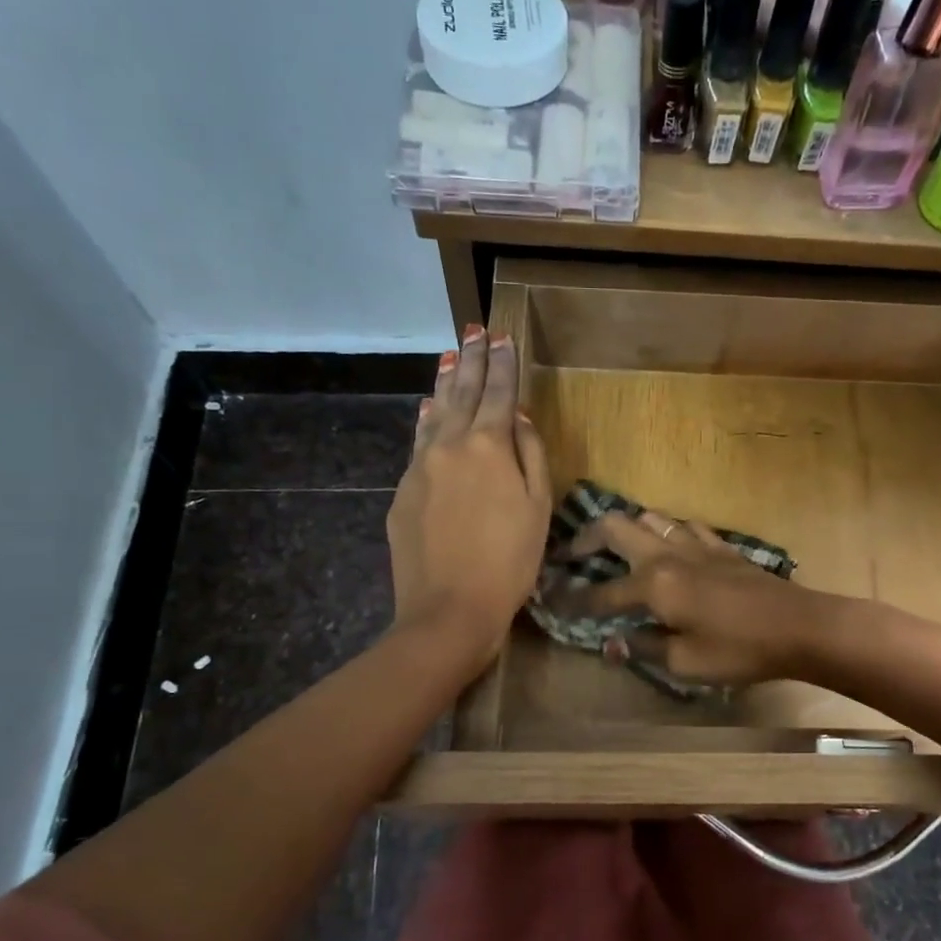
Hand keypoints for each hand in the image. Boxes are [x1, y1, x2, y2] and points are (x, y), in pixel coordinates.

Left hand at [387, 325, 550, 670]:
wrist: (449, 610)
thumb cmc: (510, 563)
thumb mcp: (537, 509)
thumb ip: (531, 456)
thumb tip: (520, 418)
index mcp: (488, 447)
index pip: (498, 394)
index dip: (503, 364)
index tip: (503, 336)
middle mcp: (450, 445)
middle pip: (462, 393)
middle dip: (471, 360)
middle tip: (474, 330)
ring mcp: (420, 467)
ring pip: (435, 414)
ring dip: (445, 383)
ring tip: (450, 356)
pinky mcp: (403, 493)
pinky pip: (418, 445)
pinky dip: (427, 422)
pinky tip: (429, 410)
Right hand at [557, 509, 833, 686]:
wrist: (798, 626)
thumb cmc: (739, 650)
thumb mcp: (686, 662)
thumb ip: (644, 647)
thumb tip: (612, 643)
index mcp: (653, 584)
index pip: (601, 593)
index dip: (573, 601)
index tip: (549, 601)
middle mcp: (667, 555)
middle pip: (616, 527)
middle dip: (586, 538)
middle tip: (570, 555)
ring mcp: (696, 544)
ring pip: (650, 518)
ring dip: (626, 528)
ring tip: (614, 548)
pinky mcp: (720, 546)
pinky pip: (684, 526)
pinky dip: (665, 532)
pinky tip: (668, 547)